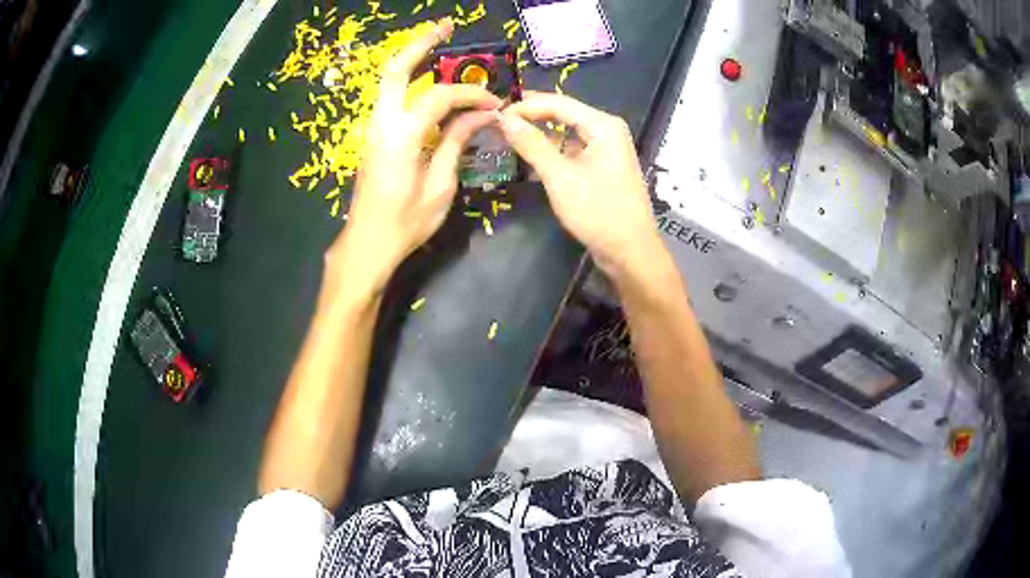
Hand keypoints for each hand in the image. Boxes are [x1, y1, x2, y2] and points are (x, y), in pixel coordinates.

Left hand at [327, 19, 501, 291]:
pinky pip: (391, 98)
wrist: (366, 245)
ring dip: (412, 59)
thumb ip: (457, 142)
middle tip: (446, 27)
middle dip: (420, 44)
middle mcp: (381, 123)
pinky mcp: (374, 137)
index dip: (471, 95)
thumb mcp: (440, 186)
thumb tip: (481, 115)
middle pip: (396, 70)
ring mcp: (373, 128)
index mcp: (401, 135)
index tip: (495, 105)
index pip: (441, 97)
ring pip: (389, 81)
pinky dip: (409, 81)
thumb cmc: (405, 223)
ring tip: (438, 44)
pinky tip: (427, 81)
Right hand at [497, 92, 659, 275]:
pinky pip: (573, 149)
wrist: (630, 252)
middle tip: (498, 123)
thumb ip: (532, 144)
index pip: (558, 102)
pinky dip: (553, 151)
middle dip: (532, 117)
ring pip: (567, 132)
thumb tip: (505, 119)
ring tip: (509, 136)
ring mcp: (606, 149)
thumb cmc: (598, 211)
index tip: (496, 113)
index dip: (526, 105)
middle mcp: (607, 130)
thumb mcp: (559, 176)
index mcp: (602, 125)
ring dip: (540, 134)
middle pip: (564, 114)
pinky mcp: (602, 167)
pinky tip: (531, 156)